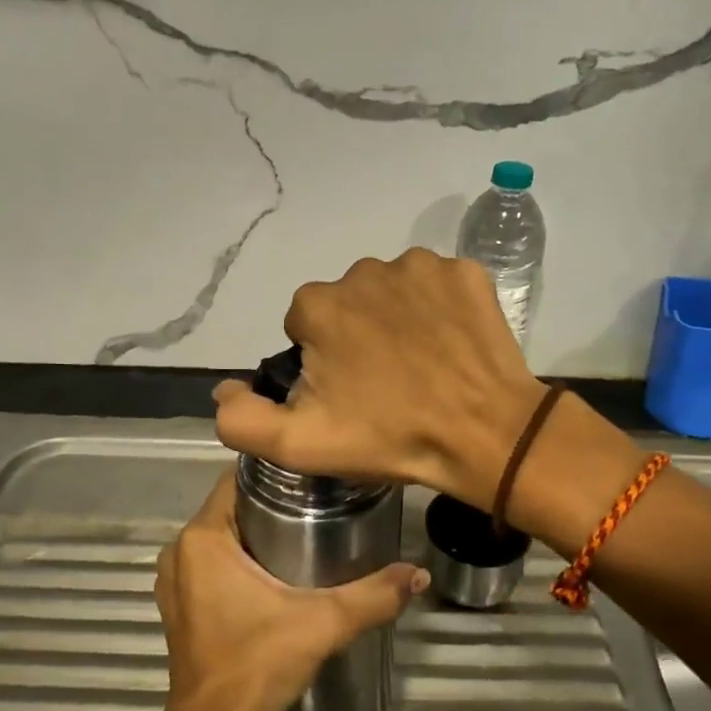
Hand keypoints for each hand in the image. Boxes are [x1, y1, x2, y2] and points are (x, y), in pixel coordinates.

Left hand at [155, 472, 426, 710]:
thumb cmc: (256, 665)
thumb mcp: (322, 624)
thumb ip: (372, 596)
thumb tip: (418, 573)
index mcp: (203, 538)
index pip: (235, 480)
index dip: (274, 472)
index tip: (313, 476)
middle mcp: (180, 550)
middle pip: (231, 507)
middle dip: (271, 503)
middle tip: (320, 503)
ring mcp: (176, 580)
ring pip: (222, 536)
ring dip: (255, 532)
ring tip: (305, 531)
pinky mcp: (180, 605)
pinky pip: (211, 562)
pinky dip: (239, 559)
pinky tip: (275, 571)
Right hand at [212, 248, 543, 509]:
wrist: (486, 436)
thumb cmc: (390, 437)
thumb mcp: (301, 444)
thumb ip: (242, 419)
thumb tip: (223, 390)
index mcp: (319, 305)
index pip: (304, 327)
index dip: (321, 364)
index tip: (348, 396)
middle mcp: (364, 271)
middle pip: (347, 305)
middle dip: (356, 337)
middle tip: (385, 386)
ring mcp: (420, 266)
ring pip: (391, 293)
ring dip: (396, 320)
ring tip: (420, 366)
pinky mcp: (465, 272)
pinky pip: (437, 286)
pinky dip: (438, 309)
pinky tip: (450, 345)